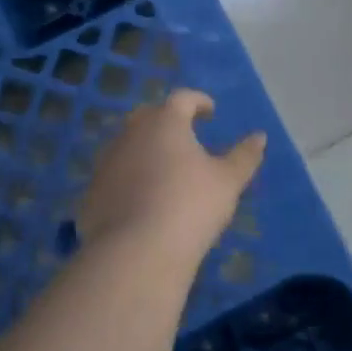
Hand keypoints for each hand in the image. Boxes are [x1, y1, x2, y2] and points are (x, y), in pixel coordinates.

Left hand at [78, 89, 266, 263]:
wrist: (137, 251)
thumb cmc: (191, 205)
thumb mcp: (228, 181)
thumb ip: (244, 156)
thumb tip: (259, 136)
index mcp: (165, 122)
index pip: (182, 99)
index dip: (198, 101)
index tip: (210, 111)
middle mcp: (130, 134)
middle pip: (148, 117)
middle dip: (166, 121)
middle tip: (184, 136)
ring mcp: (106, 164)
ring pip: (127, 146)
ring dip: (145, 151)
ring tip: (164, 170)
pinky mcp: (91, 194)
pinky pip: (114, 178)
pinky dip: (129, 180)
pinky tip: (141, 201)